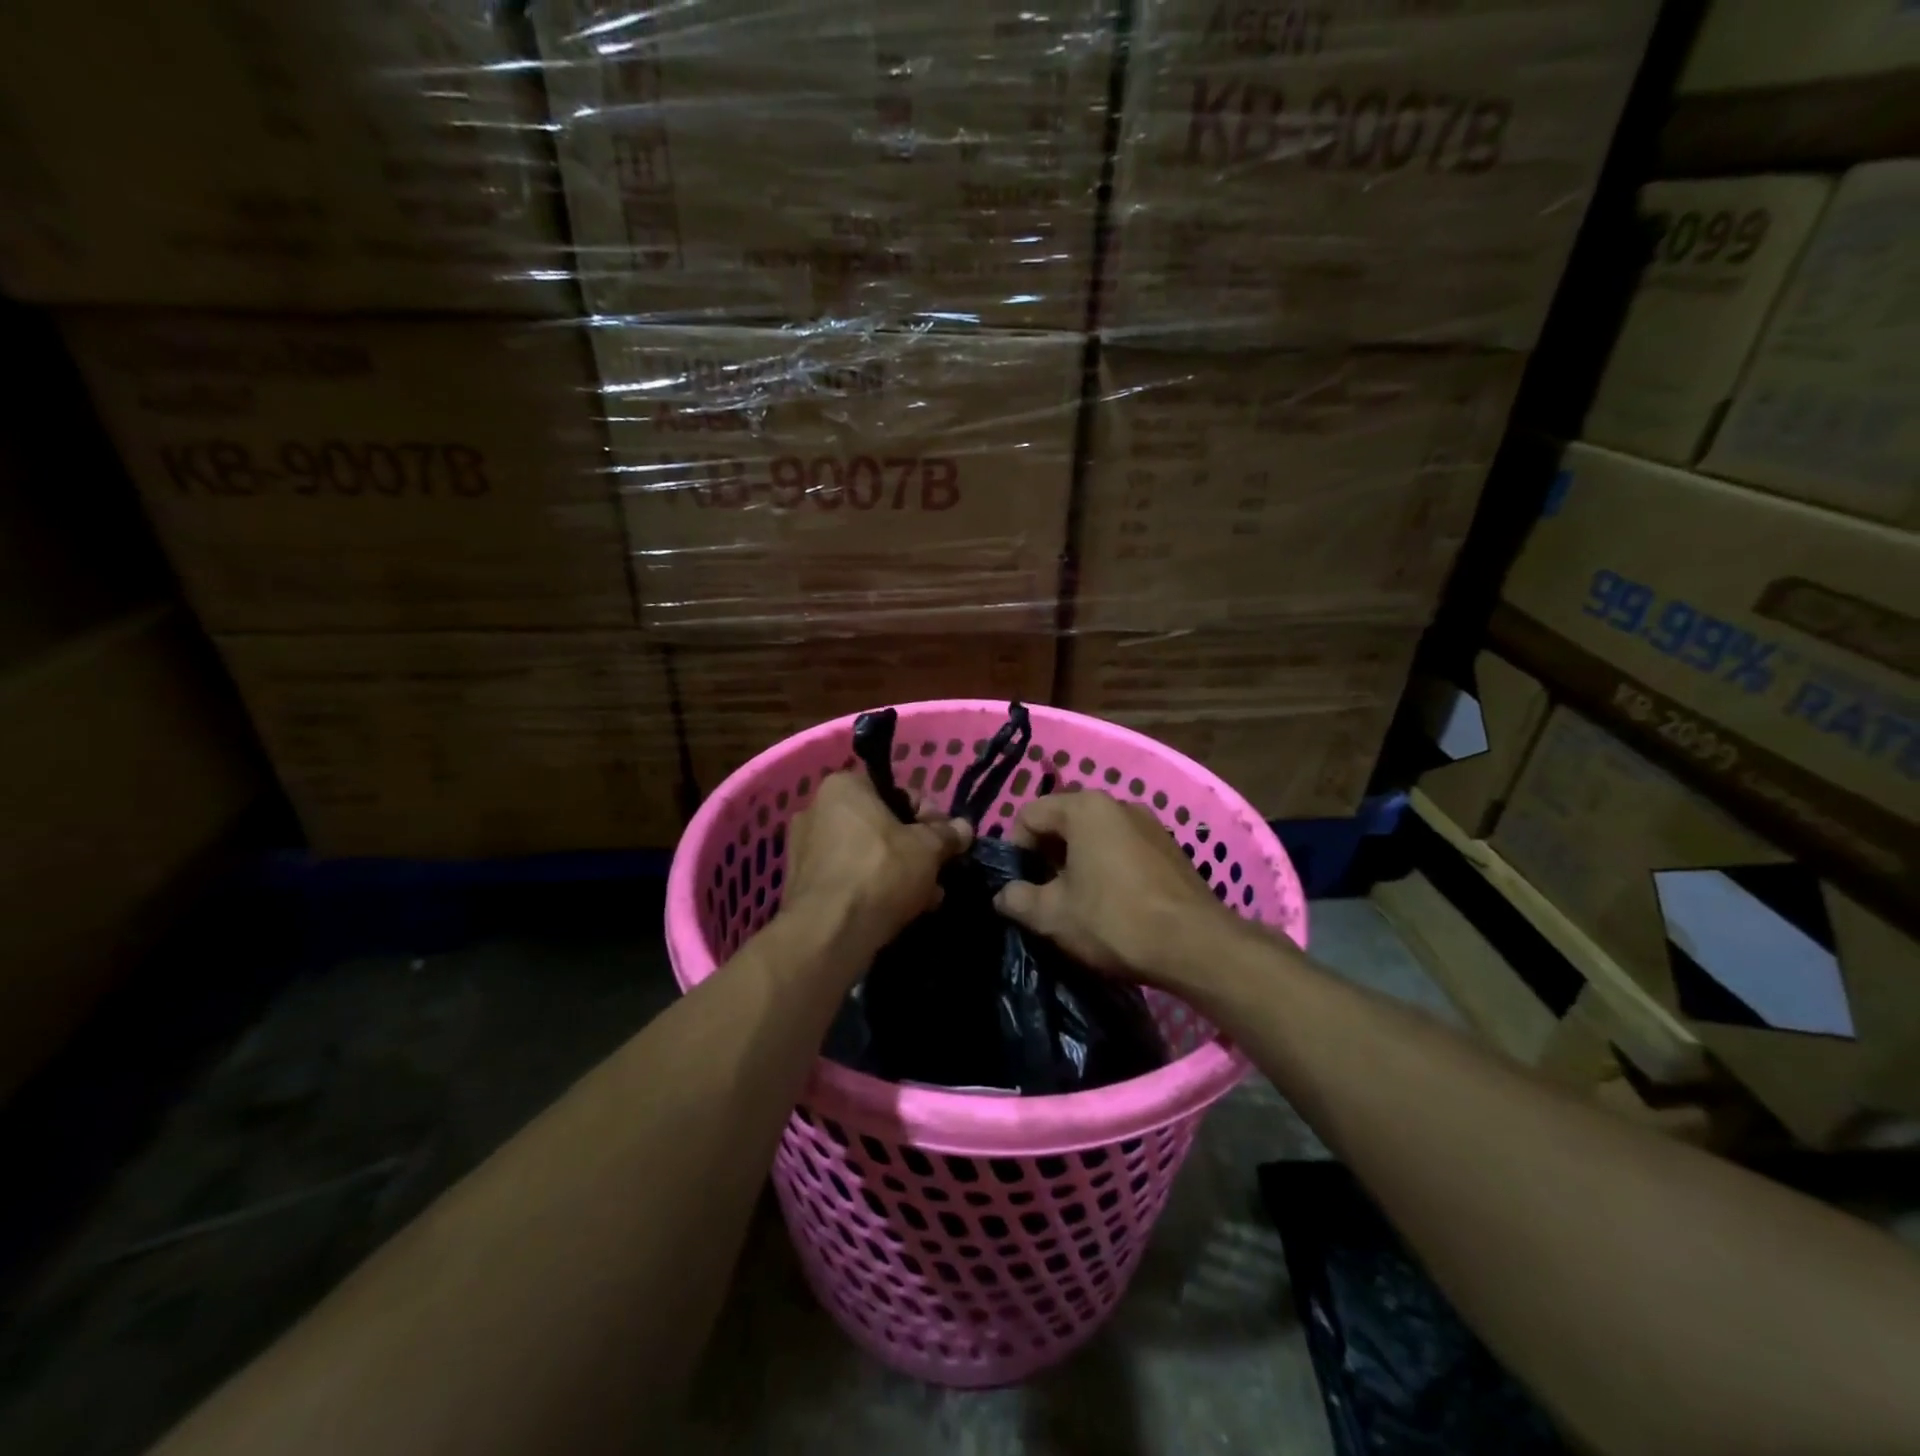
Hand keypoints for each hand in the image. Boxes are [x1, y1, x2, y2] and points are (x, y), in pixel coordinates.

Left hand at [781, 771, 972, 962]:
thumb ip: (947, 834)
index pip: (896, 791)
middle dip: (914, 848)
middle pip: (881, 824)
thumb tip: (963, 828)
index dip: (929, 815)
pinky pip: (849, 878)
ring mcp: (804, 849)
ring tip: (926, 897)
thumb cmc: (881, 871)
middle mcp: (816, 809)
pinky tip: (900, 911)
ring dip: (898, 871)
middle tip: (938, 870)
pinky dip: (873, 888)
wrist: (830, 932)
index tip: (946, 839)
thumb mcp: (928, 849)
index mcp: (843, 787)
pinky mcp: (803, 885)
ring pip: (866, 854)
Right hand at [993, 790, 1241, 989]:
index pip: (1029, 815)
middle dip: (1047, 857)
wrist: (1196, 946)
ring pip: (1095, 837)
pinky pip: (1123, 849)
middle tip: (1046, 896)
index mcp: (1085, 807)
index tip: (1021, 886)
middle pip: (1063, 822)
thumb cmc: (1114, 920)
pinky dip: (1108, 869)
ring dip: (1077, 864)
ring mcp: (1149, 824)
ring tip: (1079, 904)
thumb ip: (1017, 899)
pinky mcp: (1170, 848)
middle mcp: (1118, 804)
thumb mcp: (1052, 915)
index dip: (1016, 850)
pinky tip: (1113, 905)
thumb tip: (1003, 895)